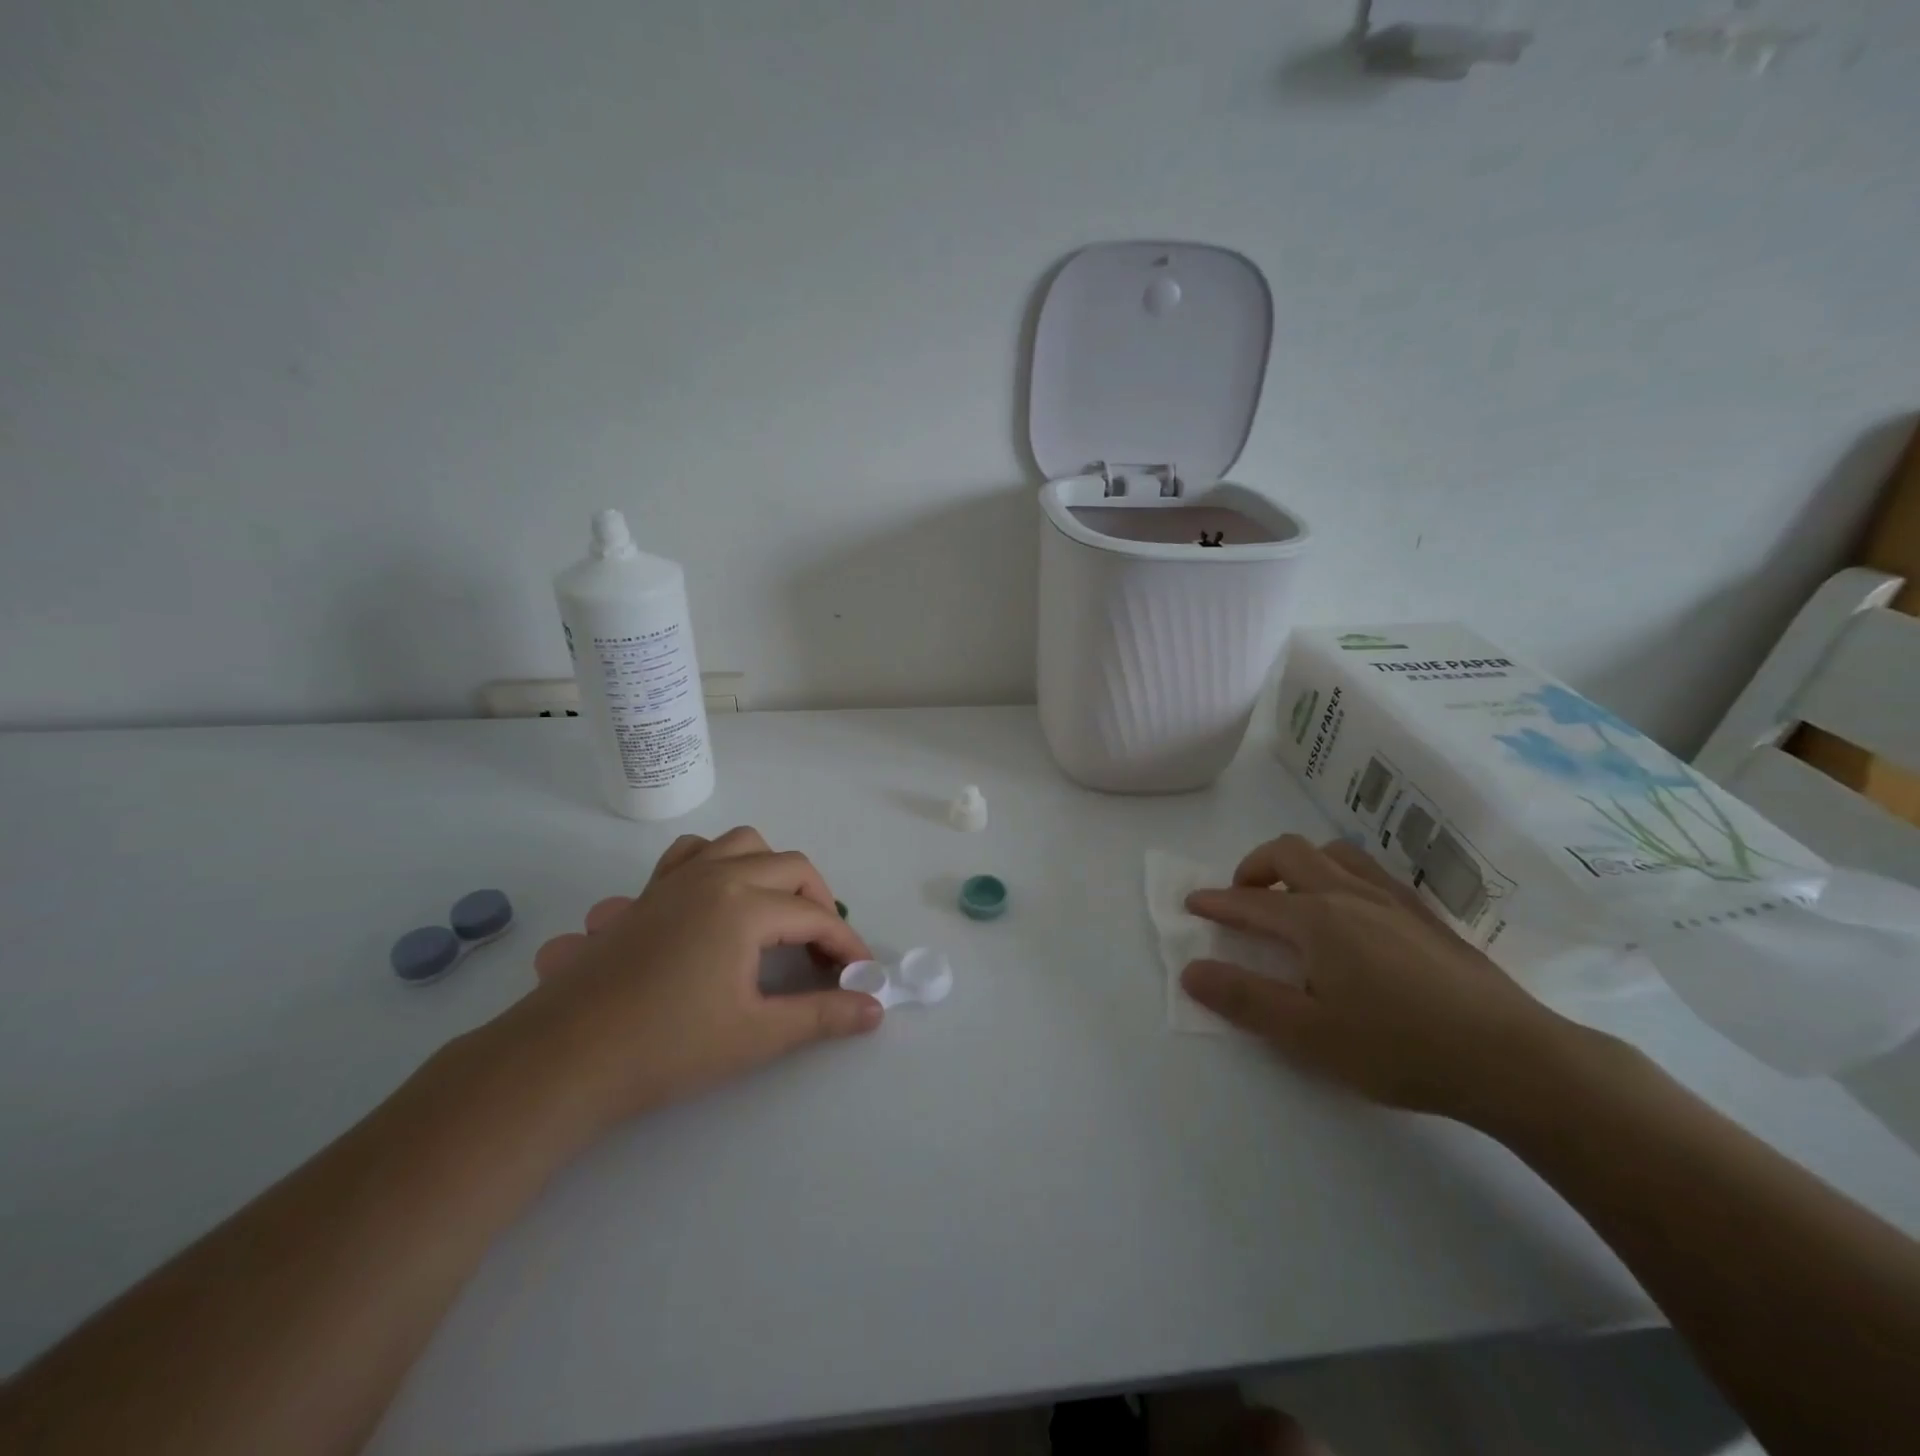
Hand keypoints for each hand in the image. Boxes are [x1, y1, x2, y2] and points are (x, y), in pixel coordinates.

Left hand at [498, 826, 881, 1129]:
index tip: (861, 975)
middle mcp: (715, 875)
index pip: (815, 916)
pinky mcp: (648, 892)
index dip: (845, 945)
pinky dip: (721, 862)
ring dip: (774, 871)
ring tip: (779, 915)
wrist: (563, 1059)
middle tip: (824, 952)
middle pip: (791, 868)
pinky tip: (720, 899)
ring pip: (744, 844)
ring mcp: (677, 878)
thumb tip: (876, 1008)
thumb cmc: (665, 1049)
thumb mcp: (755, 1035)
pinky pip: (695, 854)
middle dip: (819, 903)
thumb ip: (822, 1016)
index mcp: (745, 905)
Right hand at [1180, 835, 1577, 1118]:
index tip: (1192, 903)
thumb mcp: (1308, 1034)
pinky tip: (1352, 913)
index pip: (1250, 902)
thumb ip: (1245, 998)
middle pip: (1290, 854)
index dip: (1216, 902)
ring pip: (1333, 853)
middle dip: (1254, 868)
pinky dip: (1340, 875)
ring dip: (1300, 864)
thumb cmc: (1399, 1048)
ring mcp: (1392, 899)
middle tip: (1242, 898)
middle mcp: (1348, 895)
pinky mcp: (1426, 915)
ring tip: (1294, 897)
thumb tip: (1191, 970)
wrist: (1513, 1059)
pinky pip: (1369, 871)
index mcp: (1316, 920)